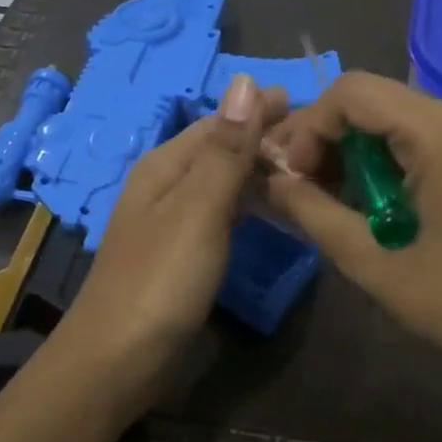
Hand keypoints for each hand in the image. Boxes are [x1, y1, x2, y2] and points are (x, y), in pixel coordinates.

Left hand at [57, 74, 287, 386]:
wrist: (118, 360)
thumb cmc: (161, 279)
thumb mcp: (198, 208)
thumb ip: (226, 149)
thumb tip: (245, 81)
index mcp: (166, 165)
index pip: (220, 121)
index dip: (261, 110)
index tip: (311, 106)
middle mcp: (167, 185)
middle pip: (221, 149)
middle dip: (265, 139)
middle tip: (323, 144)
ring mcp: (173, 222)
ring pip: (223, 181)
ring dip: (260, 171)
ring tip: (309, 171)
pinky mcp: (183, 254)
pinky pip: (222, 213)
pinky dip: (250, 203)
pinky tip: (273, 210)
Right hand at [264, 73, 441, 420]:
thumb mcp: (374, 264)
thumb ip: (315, 213)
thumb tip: (271, 181)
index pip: (354, 93)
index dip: (311, 127)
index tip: (293, 175)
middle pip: (375, 99)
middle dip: (328, 137)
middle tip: (299, 185)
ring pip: (396, 114)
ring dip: (356, 148)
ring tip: (328, 195)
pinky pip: (423, 131)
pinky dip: (388, 155)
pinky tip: (371, 194)